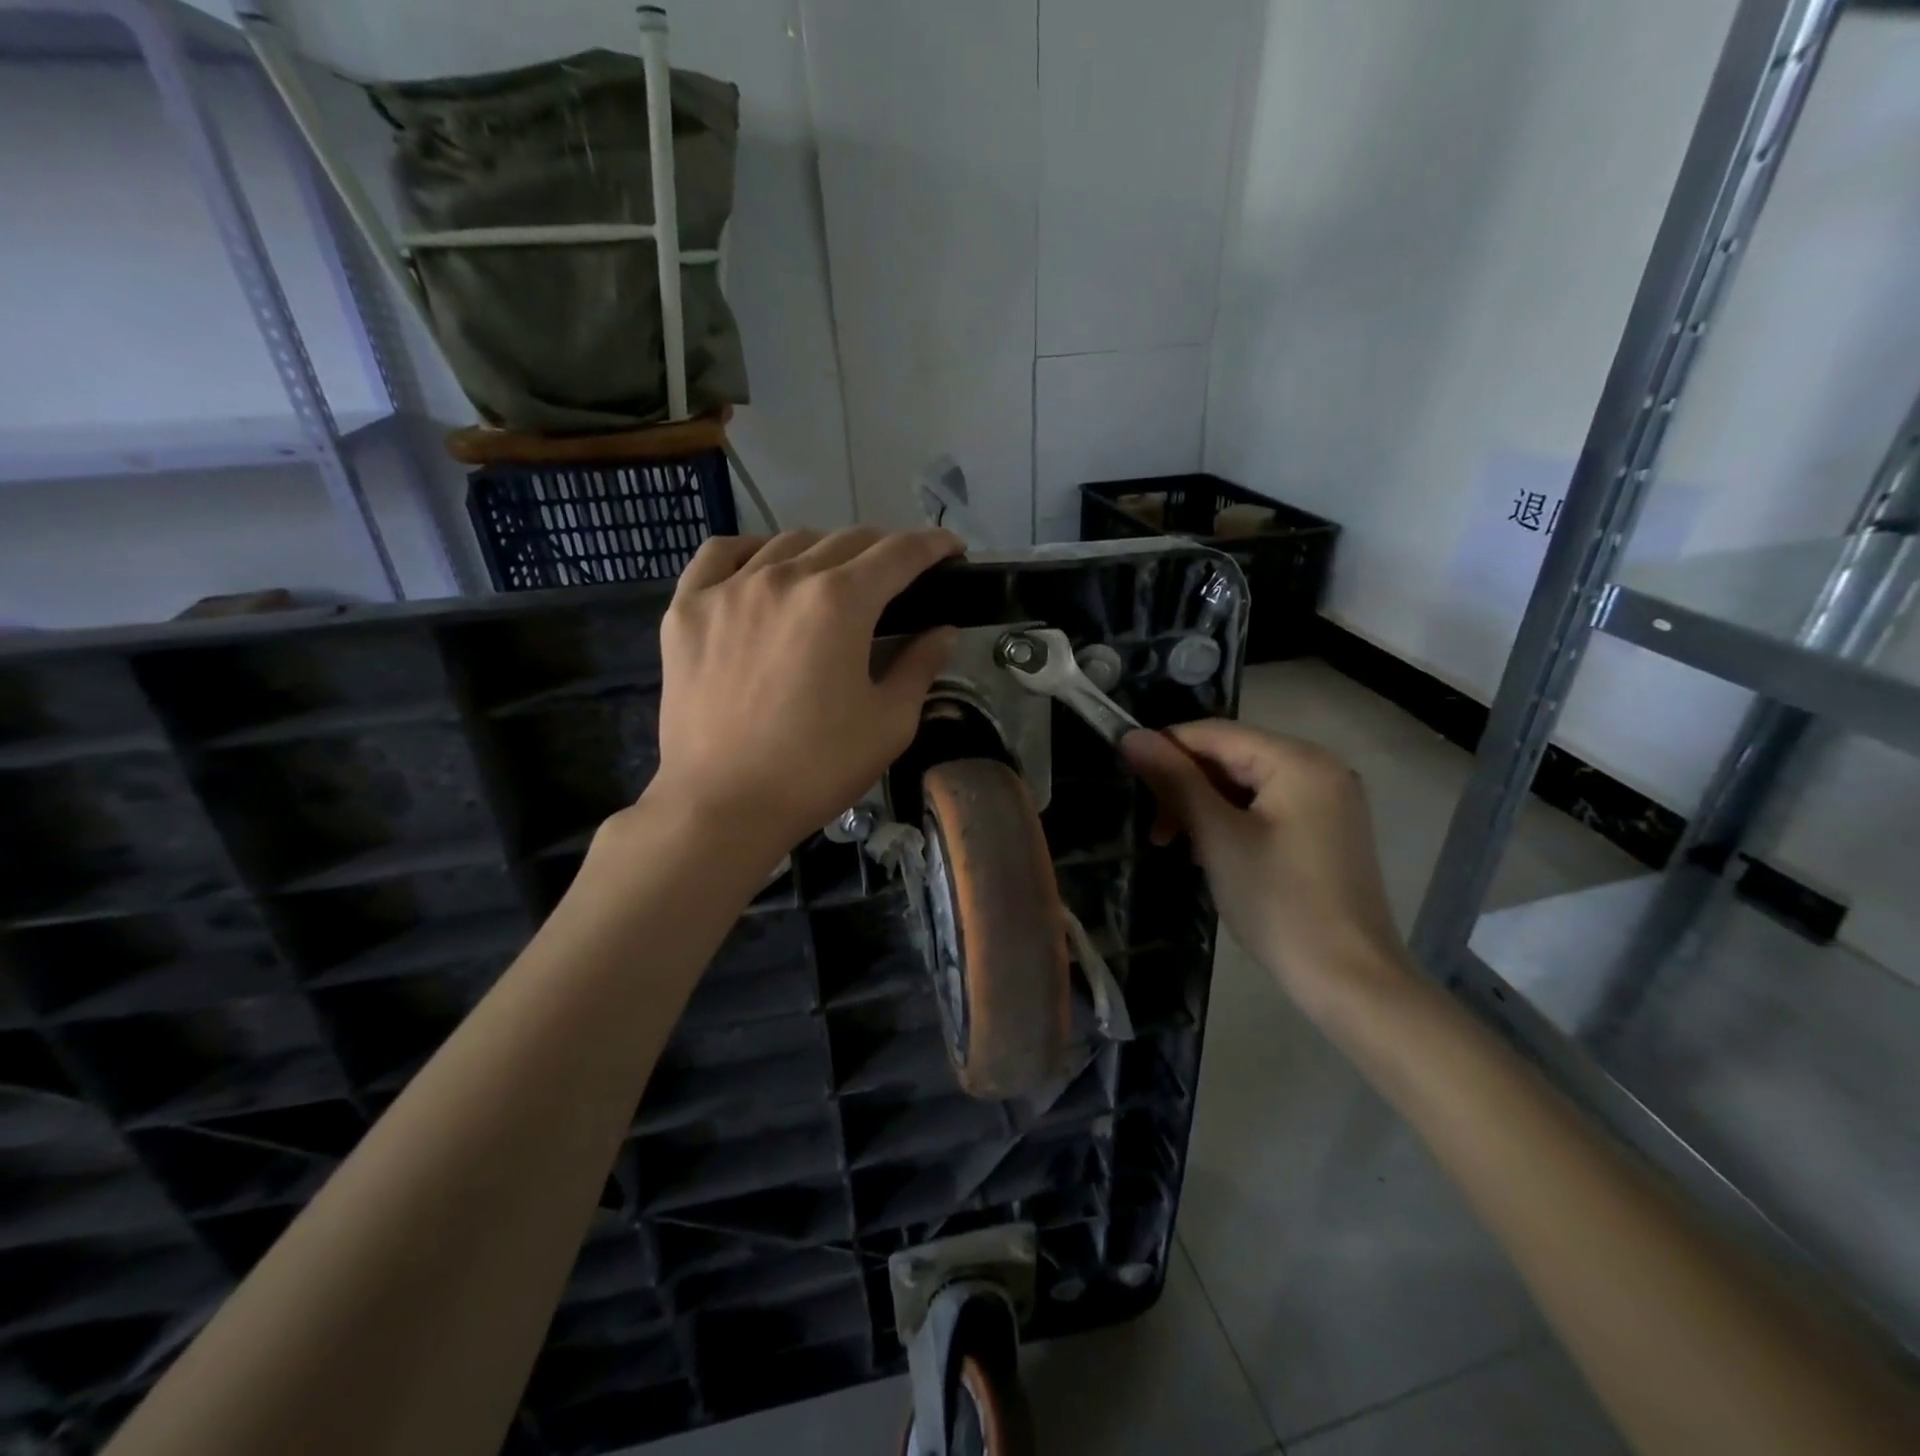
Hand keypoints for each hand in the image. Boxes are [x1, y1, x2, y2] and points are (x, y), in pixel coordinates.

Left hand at [646, 527, 962, 849]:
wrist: (722, 806)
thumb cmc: (816, 769)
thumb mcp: (889, 724)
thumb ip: (920, 666)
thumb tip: (943, 632)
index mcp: (839, 603)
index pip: (899, 554)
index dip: (933, 546)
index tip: (951, 550)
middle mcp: (784, 577)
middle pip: (846, 541)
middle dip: (884, 550)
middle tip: (899, 578)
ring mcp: (728, 588)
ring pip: (787, 543)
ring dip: (825, 552)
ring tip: (836, 578)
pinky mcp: (687, 609)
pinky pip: (720, 554)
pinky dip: (751, 552)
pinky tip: (763, 569)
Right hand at [1121, 722, 1410, 1011]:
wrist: (1348, 978)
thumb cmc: (1278, 901)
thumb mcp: (1217, 836)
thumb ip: (1174, 780)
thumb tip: (1131, 736)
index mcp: (1298, 760)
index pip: (1214, 733)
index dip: (1165, 749)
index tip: (1127, 778)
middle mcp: (1320, 768)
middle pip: (1232, 757)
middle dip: (1184, 785)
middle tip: (1156, 829)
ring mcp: (1329, 800)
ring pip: (1245, 785)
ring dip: (1203, 807)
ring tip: (1175, 845)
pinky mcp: (1327, 830)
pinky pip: (1266, 807)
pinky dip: (1231, 821)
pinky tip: (1209, 852)